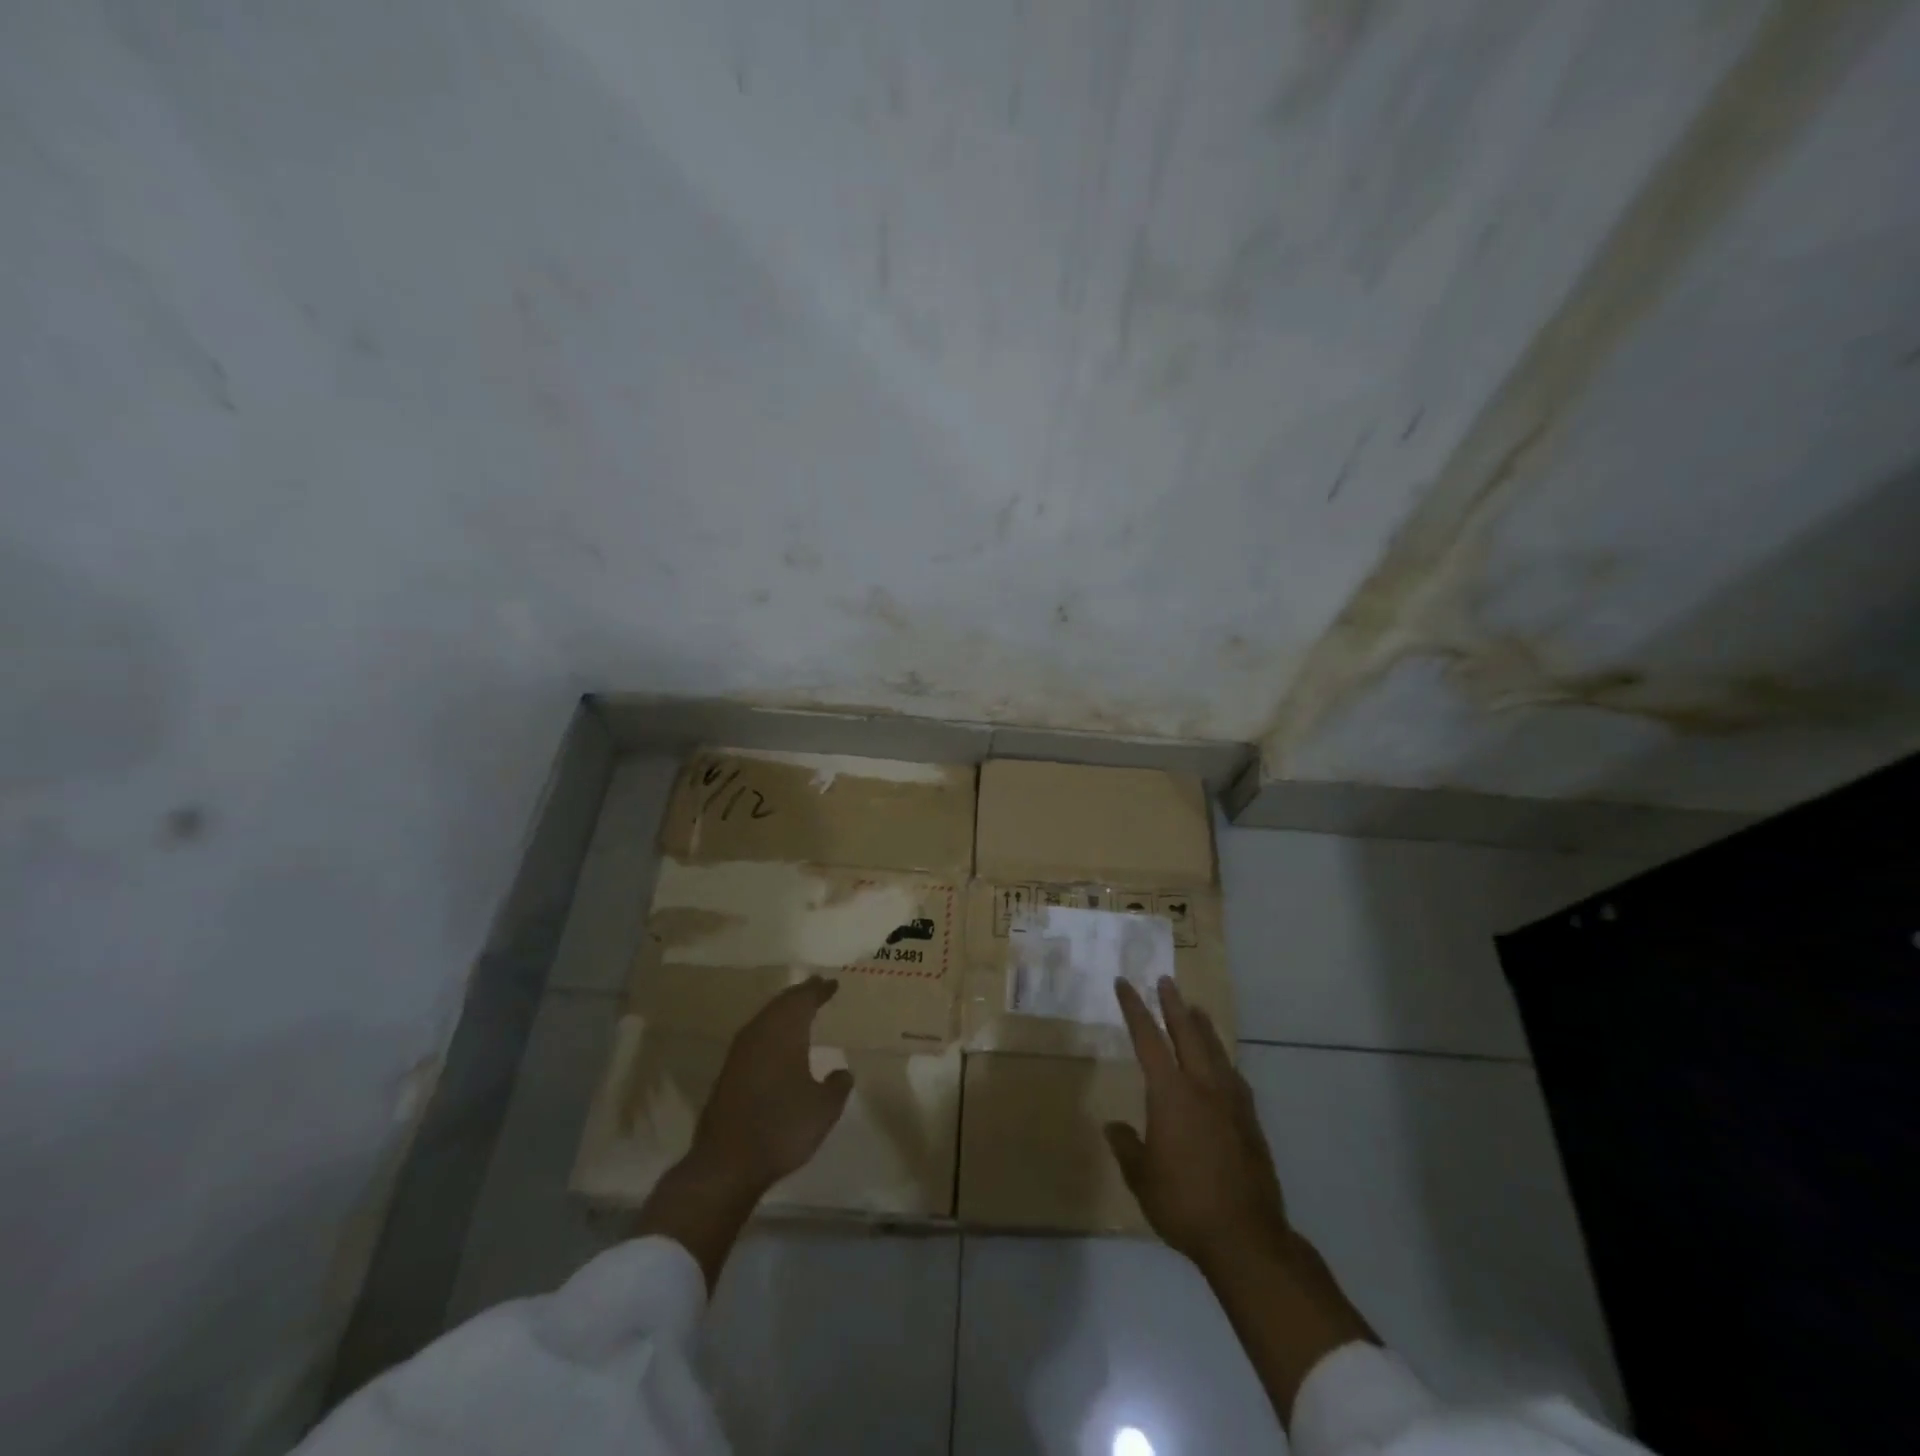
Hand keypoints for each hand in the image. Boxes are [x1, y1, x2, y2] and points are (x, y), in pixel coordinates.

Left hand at [689, 976, 854, 1196]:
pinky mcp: (728, 1072)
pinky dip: (770, 1030)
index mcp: (785, 1032)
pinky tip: (777, 1043)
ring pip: (765, 1018)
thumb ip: (837, 1085)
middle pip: (781, 1004)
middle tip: (816, 988)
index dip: (819, 990)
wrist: (727, 1163)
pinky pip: (755, 1036)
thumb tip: (842, 1071)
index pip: (803, 1000)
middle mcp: (760, 1033)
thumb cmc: (782, 1127)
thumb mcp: (824, 1109)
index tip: (831, 984)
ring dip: (783, 1011)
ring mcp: (740, 1052)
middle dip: (799, 995)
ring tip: (799, 1010)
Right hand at [1106, 976, 1290, 1271]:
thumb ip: (1127, 1146)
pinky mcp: (1250, 1122)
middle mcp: (1202, 1087)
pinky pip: (1233, 1077)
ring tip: (1196, 1010)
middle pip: (1187, 1034)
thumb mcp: (1141, 1177)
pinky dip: (1223, 1060)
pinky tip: (1224, 1065)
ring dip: (1202, 1027)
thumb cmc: (1184, 1203)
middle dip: (1173, 1005)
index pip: (1148, 1038)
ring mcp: (1231, 1102)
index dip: (1134, 1009)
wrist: (1246, 1237)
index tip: (1125, 984)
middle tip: (1166, 981)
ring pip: (1215, 1051)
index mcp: (1171, 1093)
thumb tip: (1115, 1127)